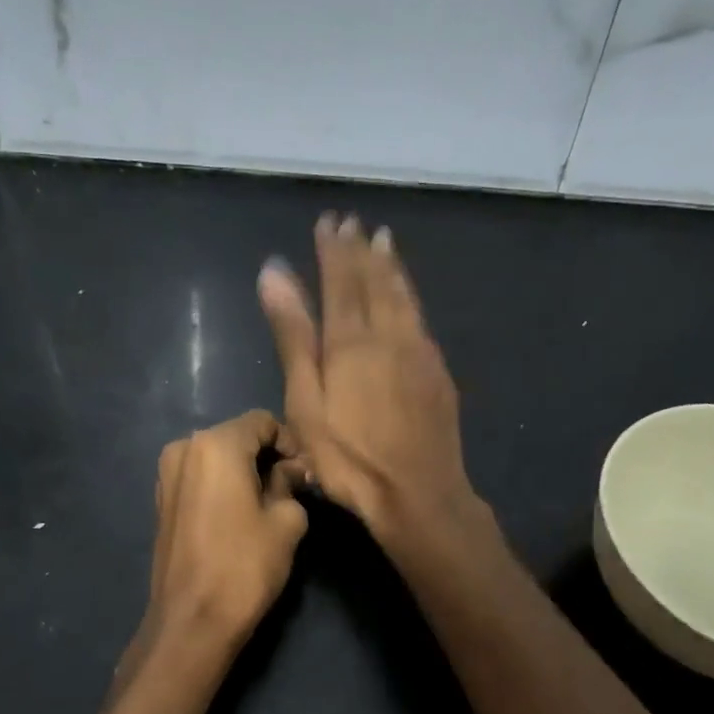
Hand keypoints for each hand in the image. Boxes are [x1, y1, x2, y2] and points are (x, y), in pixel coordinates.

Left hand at [145, 409, 309, 647]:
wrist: (192, 620)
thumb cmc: (245, 565)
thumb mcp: (286, 521)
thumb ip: (291, 483)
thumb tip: (293, 470)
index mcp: (216, 444)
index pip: (262, 422)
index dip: (290, 442)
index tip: (305, 473)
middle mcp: (184, 448)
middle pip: (237, 436)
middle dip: (266, 456)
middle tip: (292, 488)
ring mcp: (166, 474)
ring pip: (217, 457)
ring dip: (244, 471)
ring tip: (267, 503)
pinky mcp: (161, 500)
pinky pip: (200, 478)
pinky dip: (222, 485)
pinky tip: (239, 515)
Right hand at [258, 213, 480, 545]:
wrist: (418, 493)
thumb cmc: (349, 457)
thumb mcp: (306, 401)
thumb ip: (293, 335)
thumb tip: (275, 271)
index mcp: (351, 339)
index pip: (341, 280)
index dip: (333, 249)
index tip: (328, 221)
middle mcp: (389, 334)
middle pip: (374, 281)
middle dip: (361, 249)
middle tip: (354, 222)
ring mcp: (419, 352)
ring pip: (403, 296)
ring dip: (391, 266)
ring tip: (384, 240)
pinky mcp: (437, 372)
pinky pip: (420, 318)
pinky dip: (410, 295)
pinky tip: (408, 295)